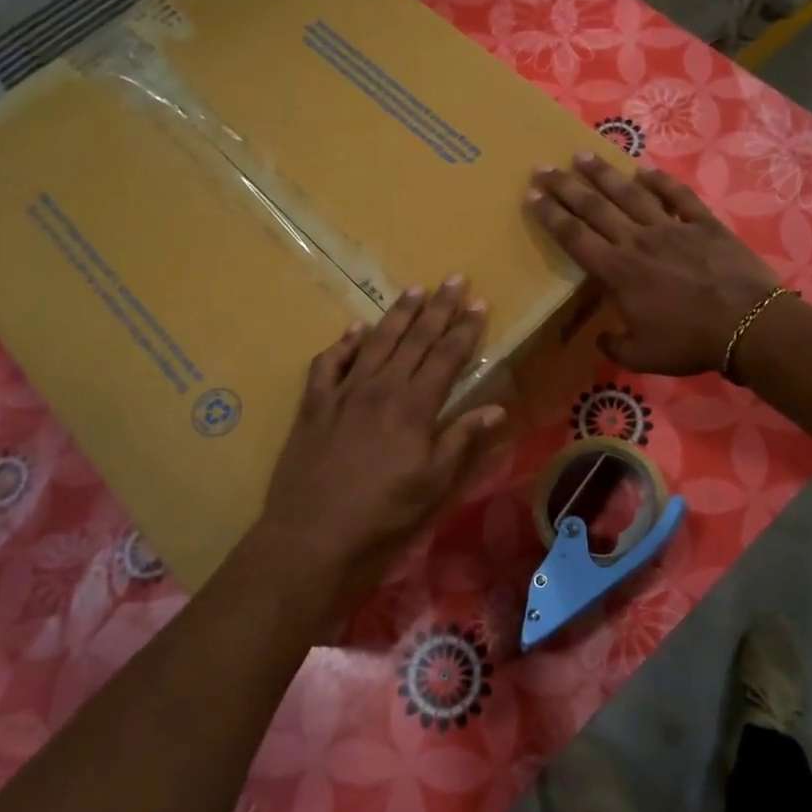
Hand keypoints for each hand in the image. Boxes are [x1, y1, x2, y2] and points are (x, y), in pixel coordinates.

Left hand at [246, 279, 507, 615]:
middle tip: (454, 279)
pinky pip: (329, 364)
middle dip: (438, 308)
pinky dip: (342, 344)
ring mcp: (344, 392)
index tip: (479, 304)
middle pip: (415, 339)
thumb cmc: (382, 511)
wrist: (313, 531)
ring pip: (376, 342)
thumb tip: (497, 408)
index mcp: (414, 406)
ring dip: (397, 314)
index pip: (446, 357)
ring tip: (414, 289)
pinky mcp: (314, 404)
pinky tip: (354, 330)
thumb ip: (462, 439)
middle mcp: (381, 387)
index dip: (465, 330)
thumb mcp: (433, 482)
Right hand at [526, 153, 781, 375]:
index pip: (574, 237)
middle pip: (594, 207)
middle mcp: (638, 241)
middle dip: (565, 186)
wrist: (746, 325)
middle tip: (544, 167)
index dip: (550, 215)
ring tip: (583, 156)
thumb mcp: (641, 356)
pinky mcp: (704, 224)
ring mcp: (672, 228)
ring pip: (630, 194)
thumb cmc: (688, 342)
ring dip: (604, 174)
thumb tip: (601, 338)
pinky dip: (661, 181)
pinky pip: (678, 196)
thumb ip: (614, 345)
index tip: (531, 195)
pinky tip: (645, 170)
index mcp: (618, 271)